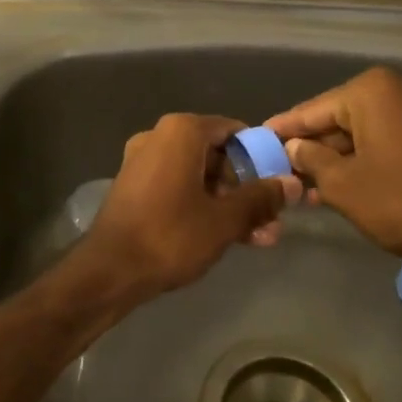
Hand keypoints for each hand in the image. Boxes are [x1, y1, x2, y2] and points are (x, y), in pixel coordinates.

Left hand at [80, 114, 299, 299]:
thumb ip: (260, 198)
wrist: (109, 270)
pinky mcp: (135, 187)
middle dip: (247, 188)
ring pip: (199, 176)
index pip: (234, 131)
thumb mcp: (224, 219)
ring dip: (229, 203)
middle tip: (272, 218)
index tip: (279, 183)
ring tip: (259, 237)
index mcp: (181, 132)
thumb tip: (292, 183)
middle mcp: (159, 137)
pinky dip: (202, 205)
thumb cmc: (170, 235)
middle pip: (217, 156)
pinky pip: (179, 187)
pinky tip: (228, 236)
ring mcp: (143, 162)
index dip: (261, 157)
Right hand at [264, 67, 401, 280]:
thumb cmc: (400, 201)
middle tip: (280, 169)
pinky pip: (383, 138)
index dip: (283, 128)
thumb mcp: (342, 184)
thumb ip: (310, 159)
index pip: (313, 109)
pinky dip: (361, 158)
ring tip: (304, 186)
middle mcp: (396, 88)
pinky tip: (336, 184)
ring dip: (334, 157)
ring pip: (361, 130)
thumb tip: (294, 147)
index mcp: (371, 91)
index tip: (257, 138)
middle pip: (337, 117)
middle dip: (311, 147)